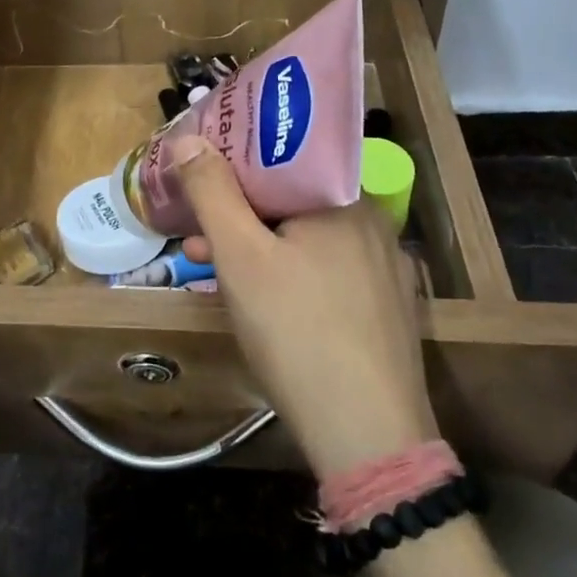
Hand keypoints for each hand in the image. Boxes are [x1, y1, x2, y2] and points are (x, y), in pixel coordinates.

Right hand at [170, 136, 436, 477]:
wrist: (369, 439)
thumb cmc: (296, 332)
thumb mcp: (240, 256)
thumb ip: (211, 191)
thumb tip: (187, 138)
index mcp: (343, 198)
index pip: (281, 157)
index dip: (234, 164)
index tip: (200, 179)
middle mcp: (372, 222)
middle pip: (292, 201)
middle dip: (239, 215)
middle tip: (199, 237)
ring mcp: (386, 268)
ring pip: (308, 239)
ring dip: (260, 247)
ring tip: (216, 272)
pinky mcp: (388, 308)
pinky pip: (329, 271)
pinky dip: (292, 274)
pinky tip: (265, 302)